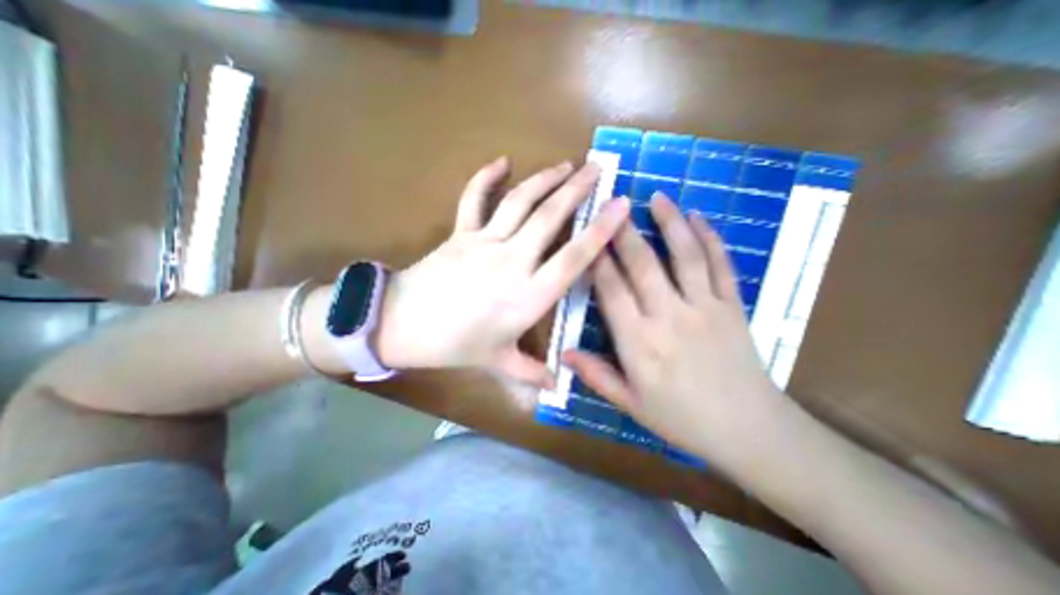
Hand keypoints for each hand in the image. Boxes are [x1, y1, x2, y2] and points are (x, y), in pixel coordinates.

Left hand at [373, 156, 627, 384]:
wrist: (401, 325)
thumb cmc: (454, 346)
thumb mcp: (497, 362)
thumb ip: (531, 373)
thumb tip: (558, 386)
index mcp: (526, 297)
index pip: (573, 259)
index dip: (599, 231)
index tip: (620, 207)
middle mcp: (511, 263)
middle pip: (550, 218)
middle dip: (577, 190)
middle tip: (597, 168)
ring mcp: (484, 243)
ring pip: (519, 202)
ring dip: (544, 180)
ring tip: (566, 165)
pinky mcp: (460, 233)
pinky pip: (473, 199)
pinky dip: (485, 177)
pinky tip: (501, 161)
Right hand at [562, 195, 784, 460]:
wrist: (749, 431)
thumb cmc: (682, 419)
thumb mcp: (631, 405)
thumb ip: (596, 375)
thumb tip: (564, 353)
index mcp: (639, 343)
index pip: (611, 290)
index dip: (597, 260)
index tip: (587, 236)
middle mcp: (669, 317)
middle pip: (643, 265)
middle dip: (624, 232)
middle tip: (613, 203)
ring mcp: (704, 308)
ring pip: (684, 255)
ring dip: (670, 222)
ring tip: (657, 196)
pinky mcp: (732, 306)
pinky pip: (720, 265)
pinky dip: (711, 239)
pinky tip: (700, 218)